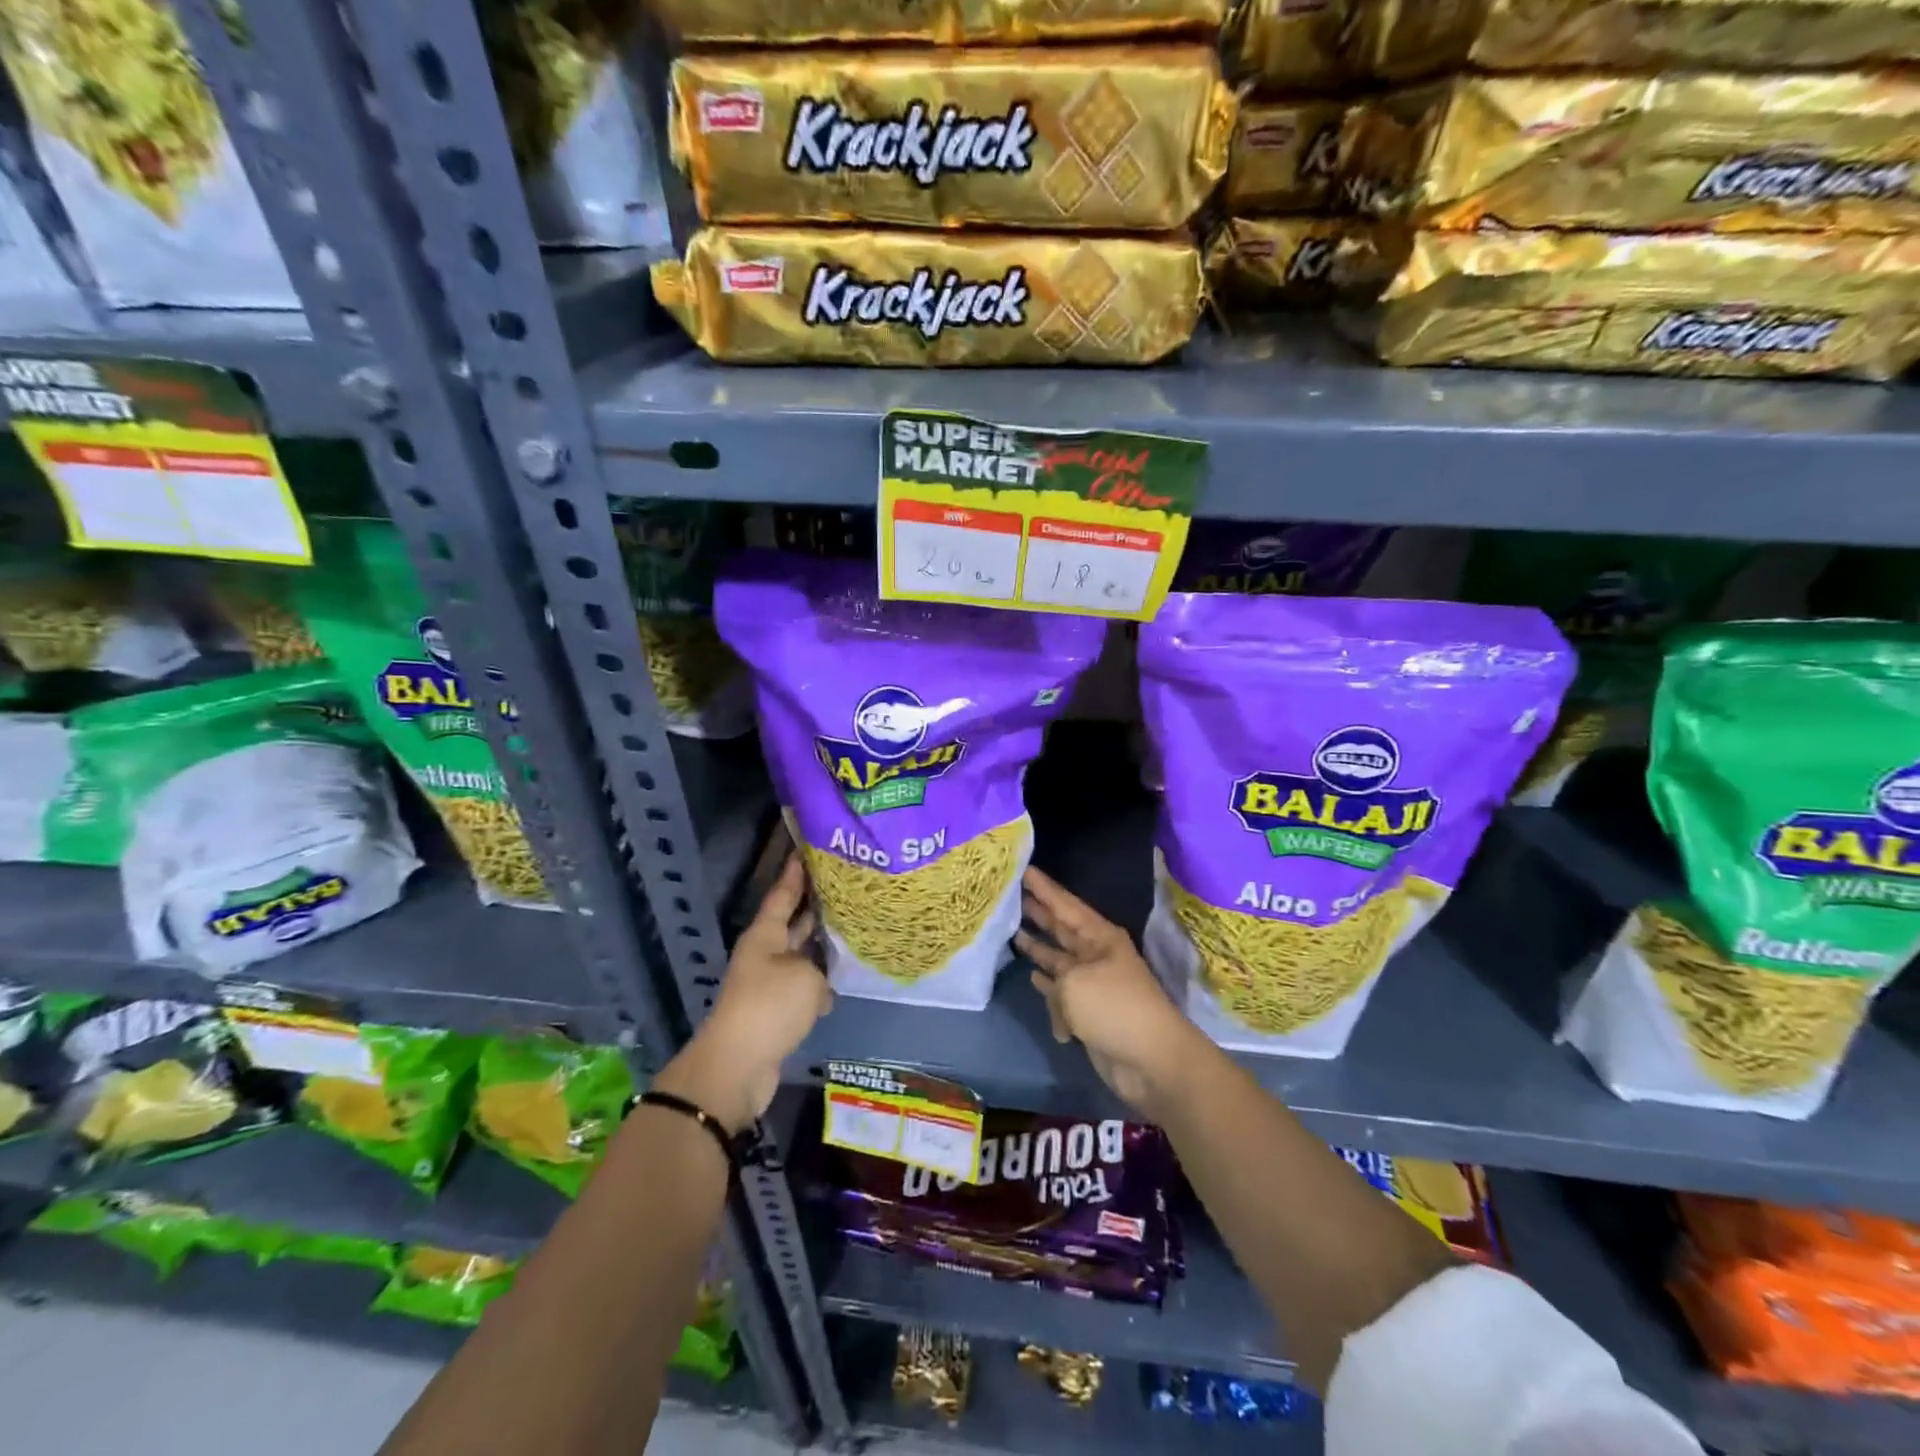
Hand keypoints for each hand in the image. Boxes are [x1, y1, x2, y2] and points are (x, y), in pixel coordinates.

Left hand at [655, 855, 831, 1132]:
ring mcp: (770, 983)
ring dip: (823, 945)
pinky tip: (845, 979)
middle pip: (793, 922)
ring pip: (802, 954)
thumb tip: (821, 983)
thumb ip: (820, 969)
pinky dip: (822, 982)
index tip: (807, 849)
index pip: (783, 894)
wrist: (738, 1066)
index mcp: (765, 935)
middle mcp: (766, 953)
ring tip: (855, 928)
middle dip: (815, 905)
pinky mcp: (777, 1011)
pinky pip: (804, 985)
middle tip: (845, 885)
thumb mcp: (805, 977)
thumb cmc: (769, 1007)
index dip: (795, 873)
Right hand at [1014, 866, 1199, 1114]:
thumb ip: (1053, 975)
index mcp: (1099, 937)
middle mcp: (1096, 954)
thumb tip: (1048, 988)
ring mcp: (1092, 982)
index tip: (1023, 868)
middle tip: (1010, 893)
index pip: (1065, 904)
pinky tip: (1031, 975)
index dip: (1044, 887)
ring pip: (1058, 957)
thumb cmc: (1113, 1008)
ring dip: (1038, 946)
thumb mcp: (1074, 983)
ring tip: (1012, 930)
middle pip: (1061, 927)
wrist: (1150, 1060)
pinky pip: (1060, 989)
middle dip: (1038, 911)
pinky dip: (1046, 983)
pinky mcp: (1088, 1010)